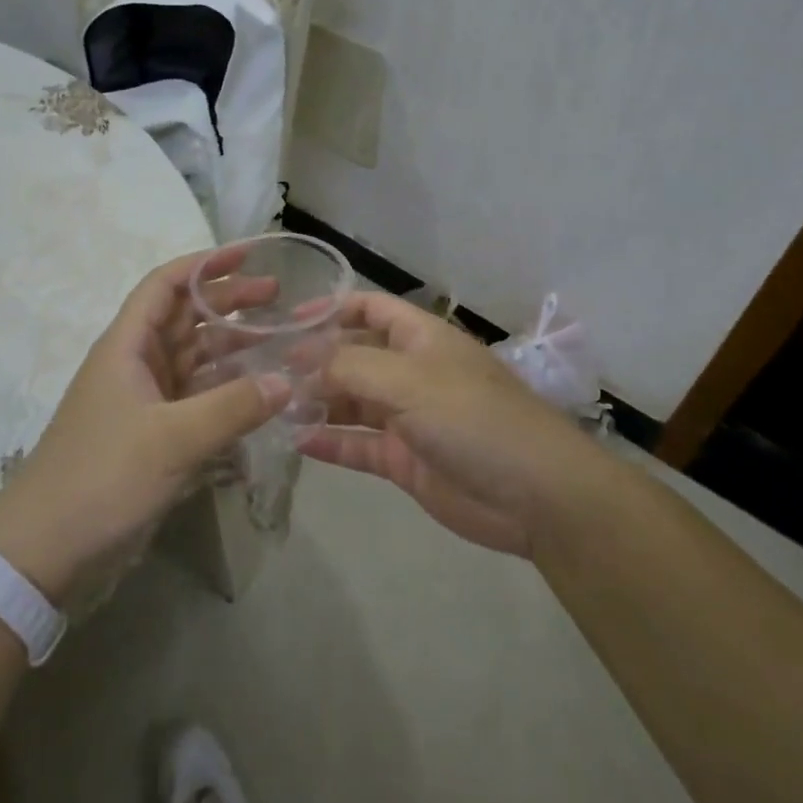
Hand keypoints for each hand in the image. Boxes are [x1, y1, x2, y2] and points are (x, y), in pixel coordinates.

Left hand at [0, 247, 289, 605]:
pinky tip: (260, 394)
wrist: (44, 550)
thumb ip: (232, 407)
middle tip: (278, 298)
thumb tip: (287, 380)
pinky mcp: (153, 435)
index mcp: (127, 345)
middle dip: (229, 302)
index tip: (249, 254)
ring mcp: (144, 400)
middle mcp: (136, 363)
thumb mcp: (171, 439)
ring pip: (195, 358)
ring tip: (279, 341)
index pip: (166, 284)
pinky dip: (226, 391)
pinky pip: (198, 398)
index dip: (205, 264)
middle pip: (185, 317)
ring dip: (233, 347)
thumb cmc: (101, 477)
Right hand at [300, 292, 596, 557]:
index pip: (370, 308)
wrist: (534, 494)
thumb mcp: (407, 380)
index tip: (288, 320)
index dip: (331, 309)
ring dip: (318, 401)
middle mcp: (412, 371)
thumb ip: (349, 367)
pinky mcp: (406, 460)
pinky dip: (331, 443)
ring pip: (353, 402)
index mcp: (421, 338)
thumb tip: (302, 361)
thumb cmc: (472, 418)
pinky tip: (297, 442)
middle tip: (267, 370)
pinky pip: (360, 445)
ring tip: (273, 406)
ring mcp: (409, 417)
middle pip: (355, 355)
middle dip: (315, 360)